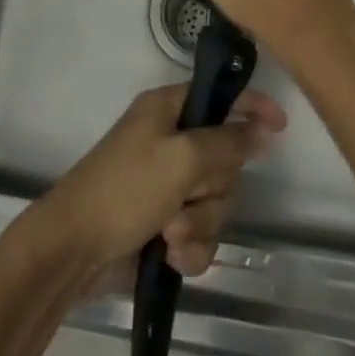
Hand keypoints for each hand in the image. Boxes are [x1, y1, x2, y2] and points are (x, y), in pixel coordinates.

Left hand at [24, 83, 285, 281]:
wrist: (73, 251)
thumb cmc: (125, 190)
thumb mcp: (181, 160)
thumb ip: (226, 143)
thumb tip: (262, 129)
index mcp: (167, 110)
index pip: (219, 97)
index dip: (251, 106)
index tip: (281, 125)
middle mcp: (170, 141)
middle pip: (224, 160)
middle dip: (213, 190)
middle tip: (187, 199)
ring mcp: (167, 184)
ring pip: (216, 201)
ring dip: (199, 224)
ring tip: (170, 235)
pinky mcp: (164, 223)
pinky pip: (201, 233)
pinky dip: (190, 248)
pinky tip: (171, 258)